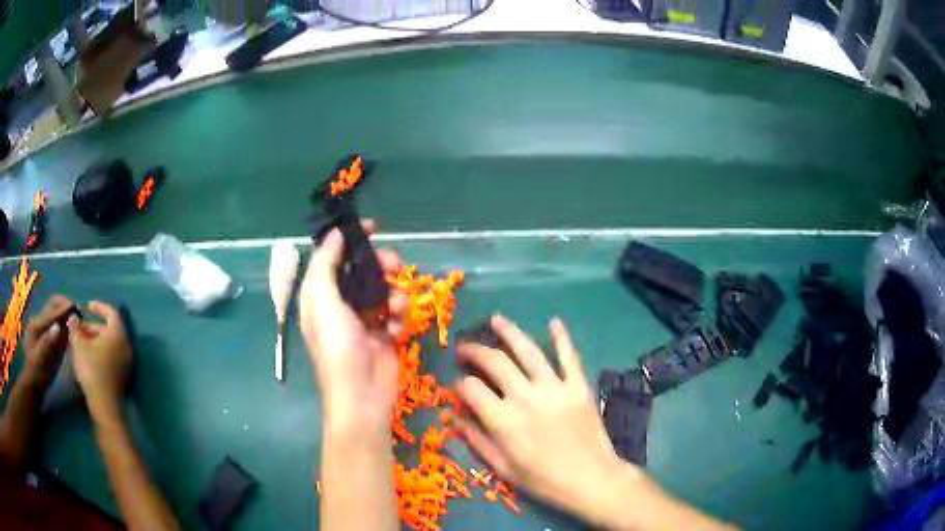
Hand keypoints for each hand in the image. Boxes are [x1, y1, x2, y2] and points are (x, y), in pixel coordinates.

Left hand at [22, 295, 74, 387]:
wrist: (33, 385)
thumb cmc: (37, 374)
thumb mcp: (41, 360)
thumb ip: (48, 342)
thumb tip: (58, 326)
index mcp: (37, 325)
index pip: (52, 311)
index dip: (65, 309)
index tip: (79, 310)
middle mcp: (40, 322)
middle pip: (53, 306)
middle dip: (66, 306)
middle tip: (79, 314)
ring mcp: (43, 329)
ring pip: (56, 313)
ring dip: (66, 313)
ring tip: (78, 320)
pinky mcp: (47, 337)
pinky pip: (57, 323)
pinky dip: (65, 322)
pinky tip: (71, 329)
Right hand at [66, 301, 131, 415]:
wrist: (104, 404)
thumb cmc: (91, 369)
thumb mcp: (78, 344)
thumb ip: (75, 327)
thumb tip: (73, 317)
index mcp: (118, 334)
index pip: (111, 312)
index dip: (99, 307)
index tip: (87, 306)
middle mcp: (126, 346)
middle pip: (109, 329)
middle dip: (92, 326)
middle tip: (78, 328)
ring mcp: (126, 362)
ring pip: (109, 344)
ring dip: (94, 339)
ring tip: (79, 341)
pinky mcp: (123, 375)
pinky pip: (112, 356)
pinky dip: (100, 351)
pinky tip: (87, 356)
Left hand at [299, 223, 407, 434]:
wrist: (363, 395)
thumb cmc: (338, 348)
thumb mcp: (324, 303)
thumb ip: (326, 266)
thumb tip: (335, 234)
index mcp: (320, 296)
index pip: (333, 257)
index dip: (350, 240)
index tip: (373, 227)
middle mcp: (341, 304)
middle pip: (363, 271)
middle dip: (381, 265)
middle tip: (394, 265)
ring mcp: (364, 320)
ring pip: (384, 289)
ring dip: (394, 294)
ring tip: (396, 309)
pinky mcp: (384, 333)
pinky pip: (395, 312)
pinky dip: (399, 317)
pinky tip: (396, 330)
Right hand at [455, 315, 633, 518]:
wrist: (592, 481)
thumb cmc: (544, 480)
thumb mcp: (503, 468)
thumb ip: (477, 441)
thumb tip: (452, 417)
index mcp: (503, 421)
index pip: (471, 389)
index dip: (459, 383)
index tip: (457, 384)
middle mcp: (525, 397)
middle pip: (494, 362)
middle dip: (475, 351)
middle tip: (465, 347)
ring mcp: (554, 388)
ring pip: (527, 351)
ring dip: (509, 332)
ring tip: (495, 320)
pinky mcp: (578, 386)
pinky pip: (569, 356)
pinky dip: (562, 338)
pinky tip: (554, 322)